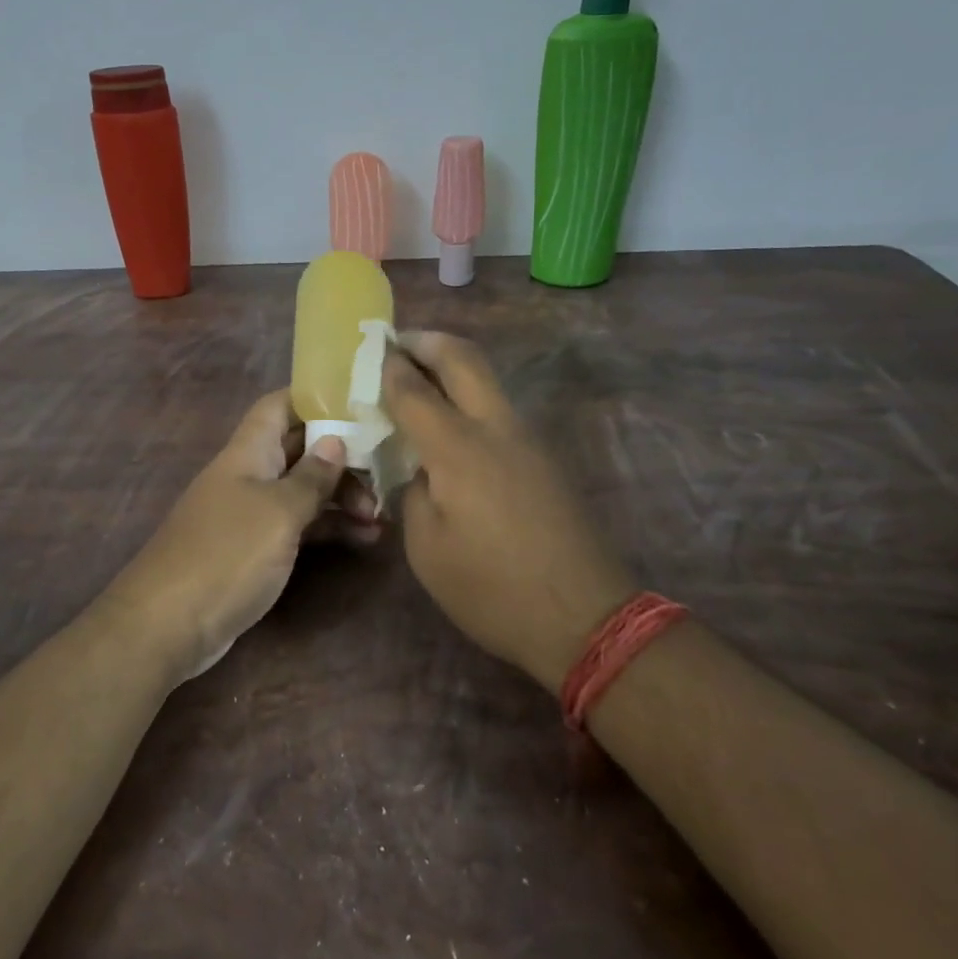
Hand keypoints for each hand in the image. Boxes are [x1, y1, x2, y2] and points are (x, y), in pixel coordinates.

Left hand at [109, 391, 375, 679]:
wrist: (168, 624)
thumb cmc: (227, 554)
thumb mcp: (279, 512)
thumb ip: (311, 477)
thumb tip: (335, 442)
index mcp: (249, 451)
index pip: (281, 405)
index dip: (316, 398)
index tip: (360, 406)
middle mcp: (249, 473)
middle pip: (300, 448)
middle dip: (342, 457)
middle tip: (383, 478)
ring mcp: (251, 512)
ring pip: (303, 489)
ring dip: (341, 497)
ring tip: (381, 517)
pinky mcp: (255, 548)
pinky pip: (298, 525)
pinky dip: (328, 527)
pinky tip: (362, 539)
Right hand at [383, 332, 636, 694]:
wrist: (585, 617)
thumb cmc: (492, 589)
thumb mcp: (427, 549)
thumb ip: (415, 494)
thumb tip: (422, 470)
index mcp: (457, 449)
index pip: (414, 389)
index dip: (389, 366)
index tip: (372, 351)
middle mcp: (495, 428)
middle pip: (463, 358)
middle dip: (428, 341)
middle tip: (400, 344)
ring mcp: (528, 439)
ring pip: (487, 380)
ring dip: (453, 366)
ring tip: (421, 379)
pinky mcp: (545, 458)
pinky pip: (500, 409)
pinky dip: (470, 397)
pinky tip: (452, 426)